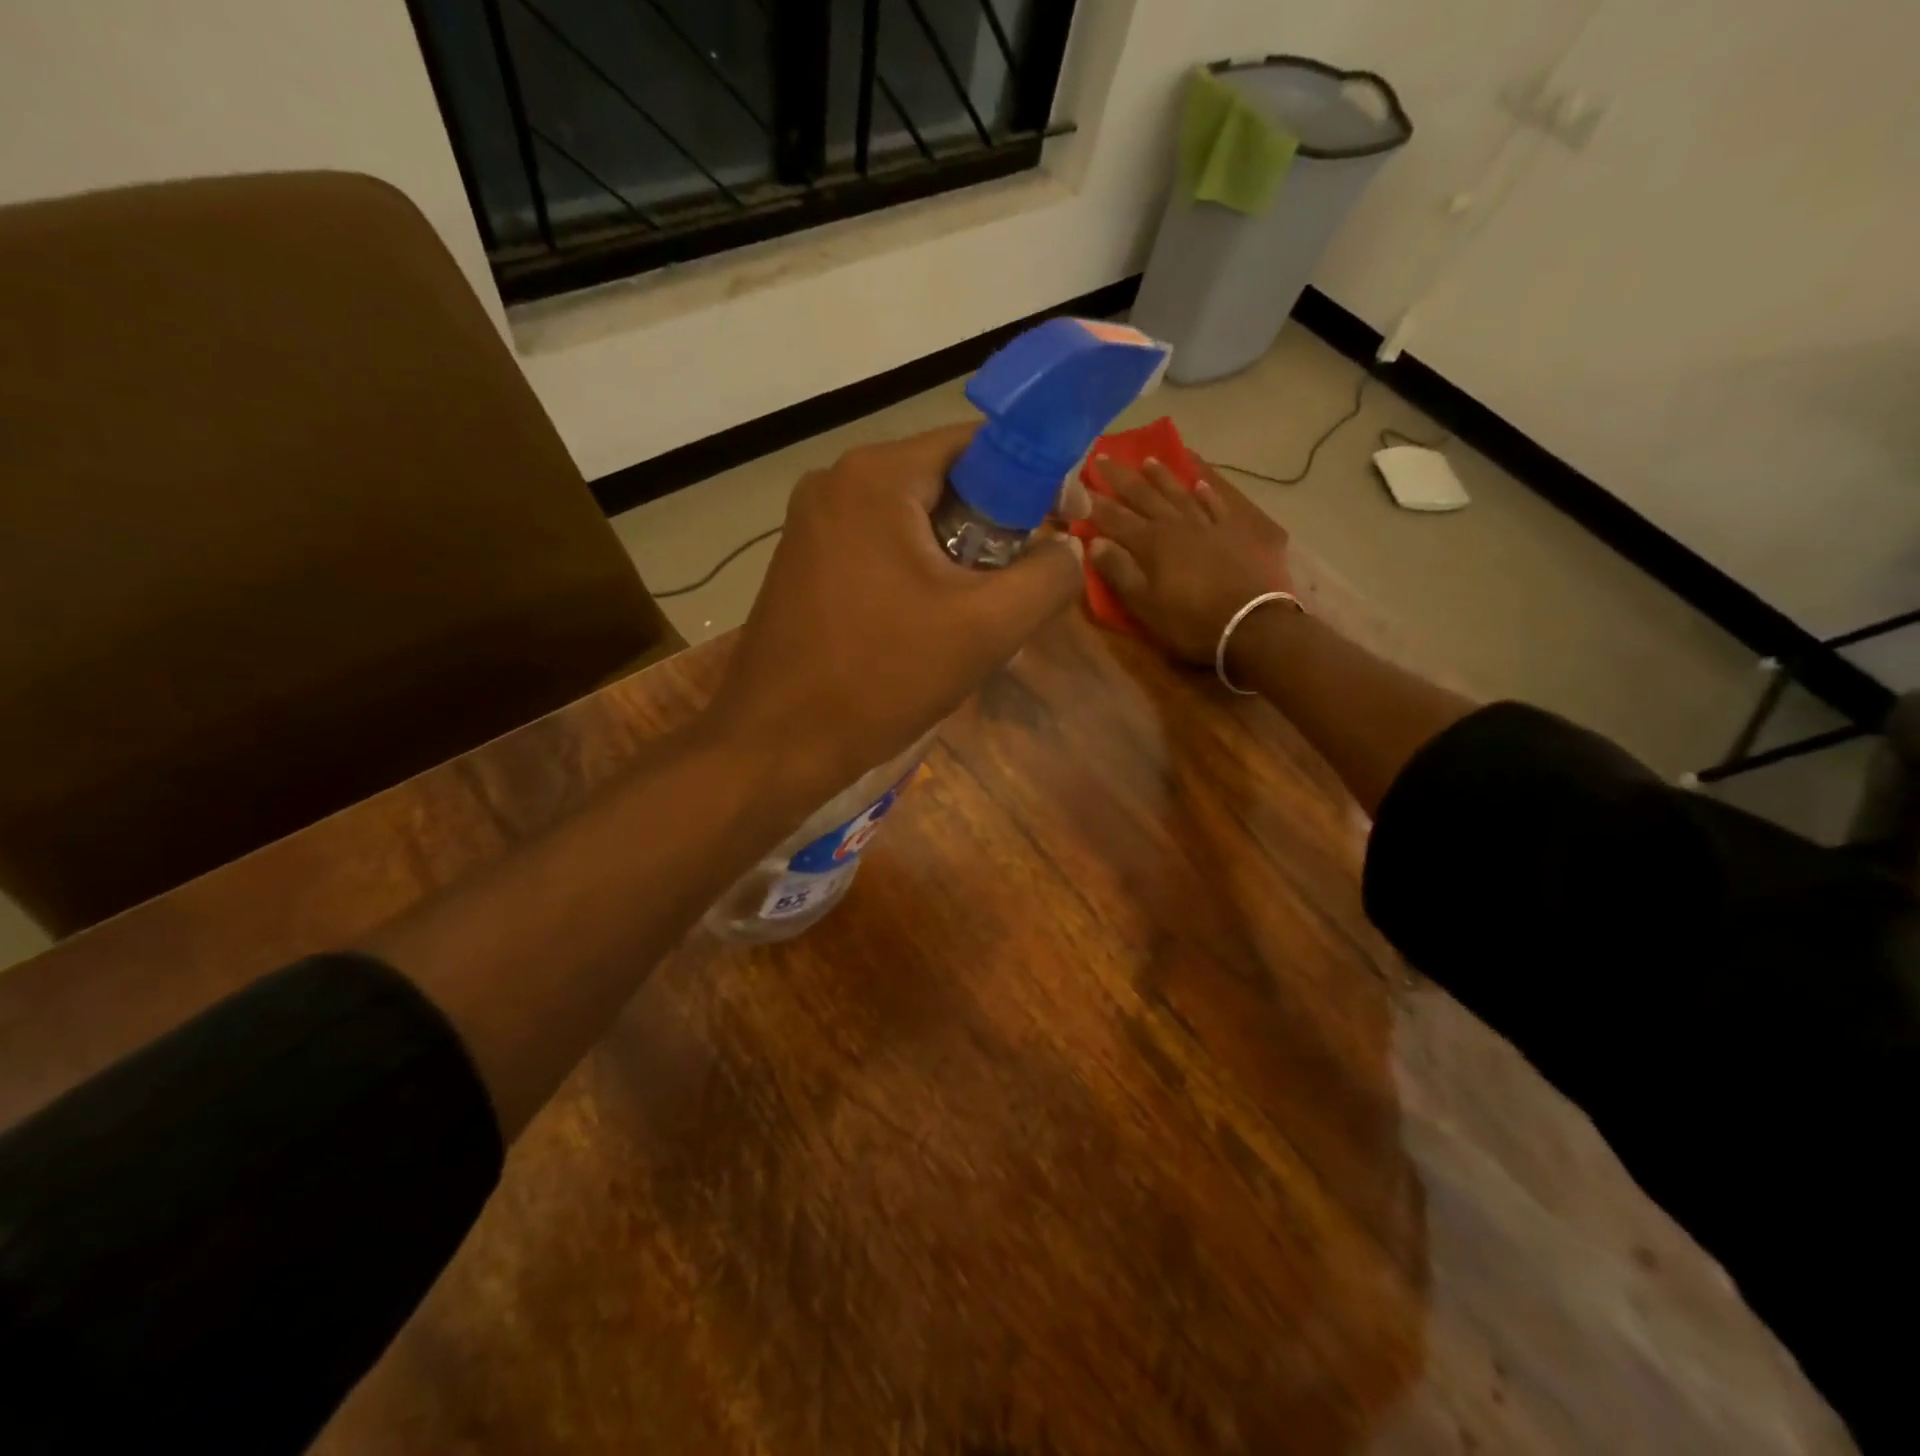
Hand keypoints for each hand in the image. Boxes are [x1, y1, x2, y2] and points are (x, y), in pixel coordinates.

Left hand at [707, 424, 1081, 794]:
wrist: (778, 745)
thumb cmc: (881, 679)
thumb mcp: (986, 628)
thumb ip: (1048, 577)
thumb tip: (1067, 547)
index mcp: (877, 477)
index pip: (980, 445)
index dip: (1037, 477)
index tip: (1069, 522)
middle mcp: (836, 484)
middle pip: (946, 485)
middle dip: (996, 533)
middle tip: (1022, 587)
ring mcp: (813, 526)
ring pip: (914, 525)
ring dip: (959, 564)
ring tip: (980, 622)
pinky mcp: (804, 566)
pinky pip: (882, 553)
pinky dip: (919, 579)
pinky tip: (931, 632)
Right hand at [1087, 457, 1293, 664]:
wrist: (1250, 623)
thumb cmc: (1189, 620)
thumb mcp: (1144, 604)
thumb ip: (1118, 570)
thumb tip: (1094, 542)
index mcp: (1150, 542)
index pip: (1115, 517)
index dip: (1095, 501)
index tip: (1079, 482)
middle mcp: (1176, 524)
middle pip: (1144, 496)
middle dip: (1122, 478)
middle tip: (1105, 456)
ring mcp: (1207, 525)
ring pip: (1179, 493)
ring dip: (1162, 477)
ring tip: (1148, 460)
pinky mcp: (1233, 532)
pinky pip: (1215, 504)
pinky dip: (1205, 492)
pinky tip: (1198, 484)